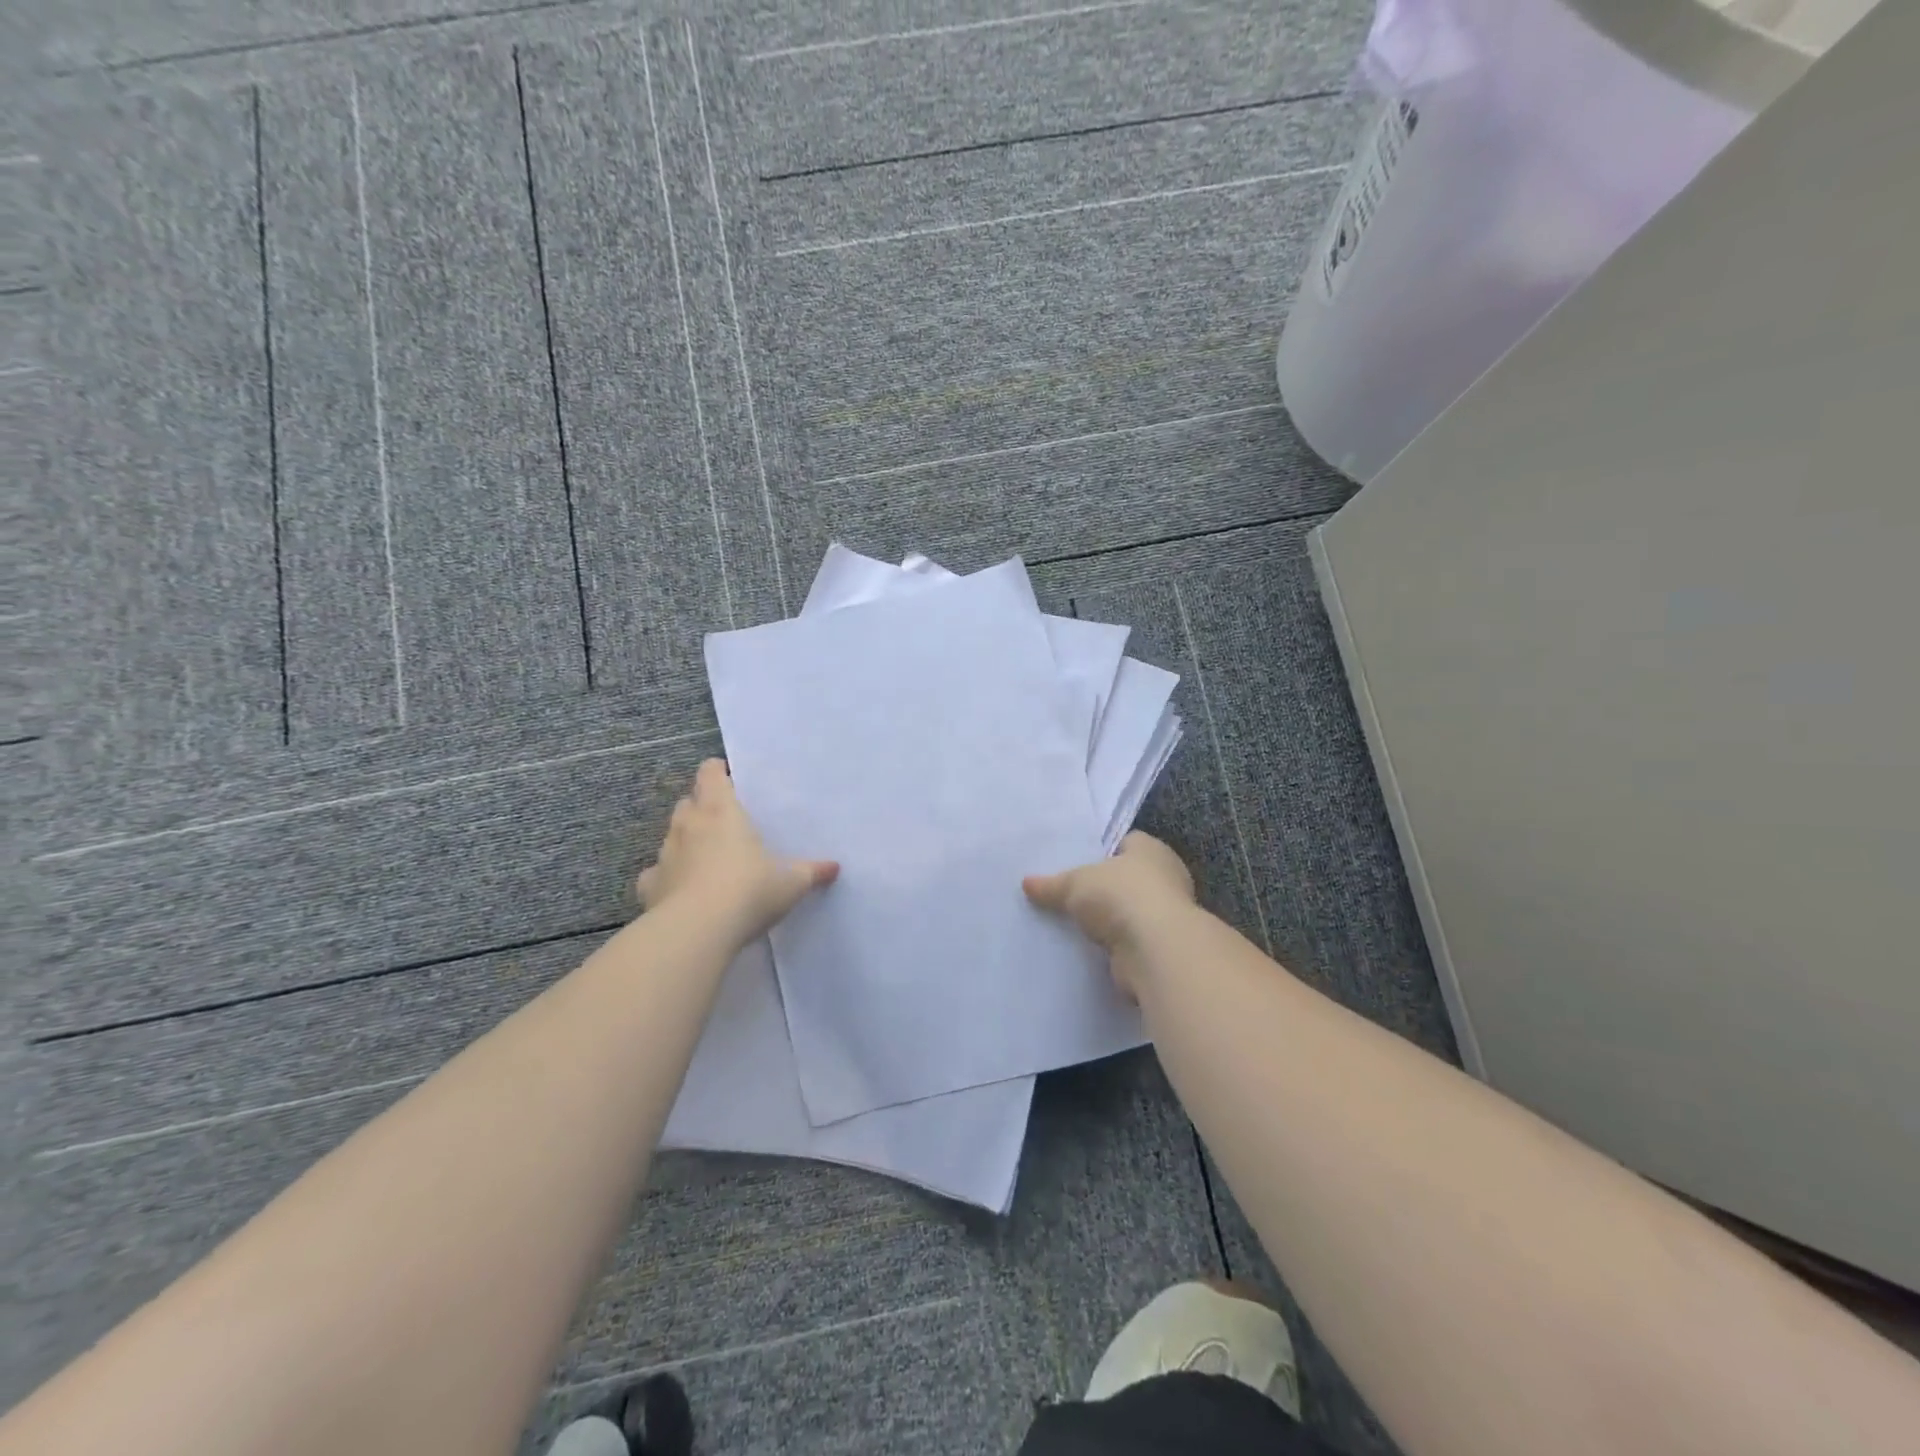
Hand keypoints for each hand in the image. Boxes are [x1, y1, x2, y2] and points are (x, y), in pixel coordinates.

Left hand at [638, 759, 837, 946]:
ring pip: (672, 835)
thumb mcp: (790, 883)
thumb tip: (834, 867)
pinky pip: (656, 873)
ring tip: (705, 857)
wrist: (697, 931)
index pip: (711, 774)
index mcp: (722, 812)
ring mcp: (665, 854)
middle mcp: (689, 825)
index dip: (717, 772)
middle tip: (723, 821)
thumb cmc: (749, 891)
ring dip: (685, 840)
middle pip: (688, 802)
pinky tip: (680, 890)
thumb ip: (810, 872)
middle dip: (701, 807)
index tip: (729, 779)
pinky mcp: (650, 885)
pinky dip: (667, 877)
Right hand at [1023, 832, 1196, 998]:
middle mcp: (1165, 878)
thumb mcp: (1074, 883)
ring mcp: (1166, 914)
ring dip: (1108, 920)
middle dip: (1101, 887)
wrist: (1155, 951)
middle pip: (1126, 878)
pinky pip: (1129, 940)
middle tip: (1067, 893)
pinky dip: (1113, 945)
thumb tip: (1027, 883)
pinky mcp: (1160, 947)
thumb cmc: (1120, 896)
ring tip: (1071, 923)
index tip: (1074, 862)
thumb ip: (1052, 884)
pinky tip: (1086, 947)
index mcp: (1150, 849)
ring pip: (1127, 912)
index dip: (1100, 852)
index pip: (1124, 843)